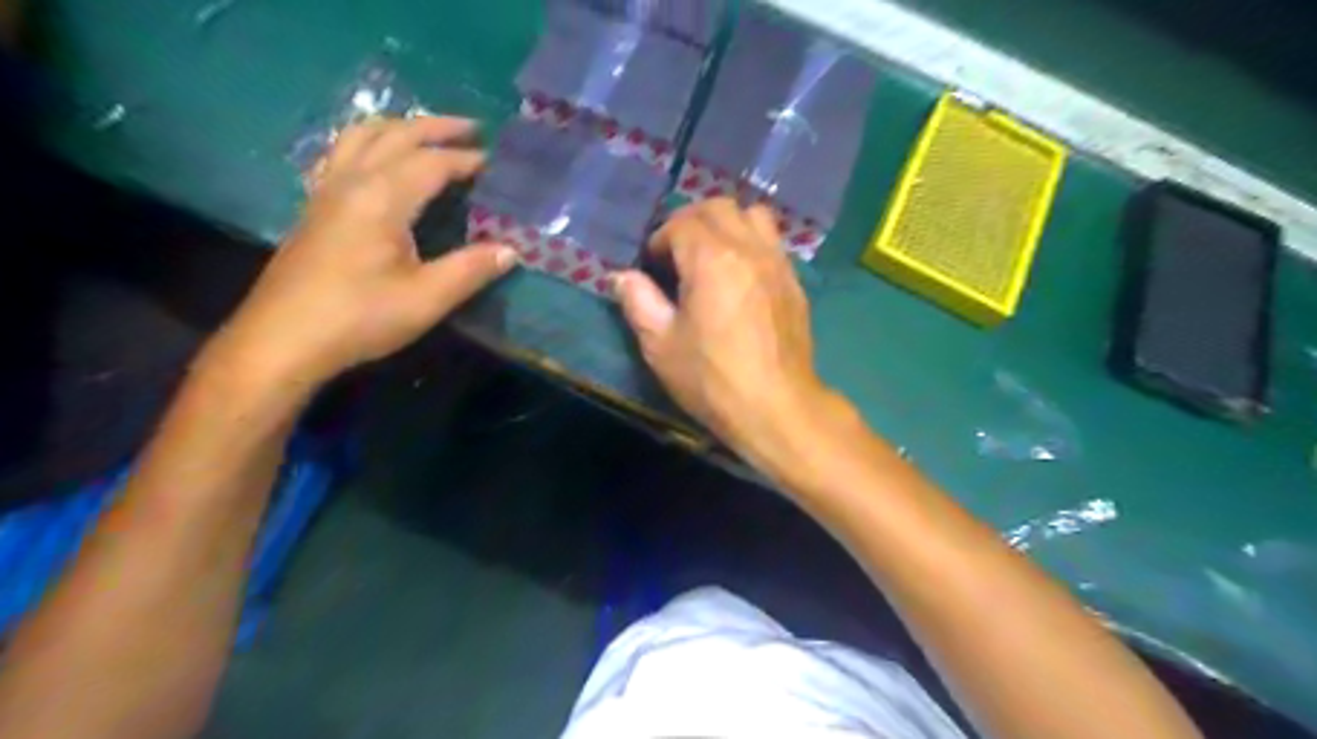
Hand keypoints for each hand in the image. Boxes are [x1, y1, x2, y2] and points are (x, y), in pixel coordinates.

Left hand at [206, 115, 513, 393]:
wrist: (282, 341)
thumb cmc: (359, 318)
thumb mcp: (426, 298)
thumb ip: (471, 269)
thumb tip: (511, 250)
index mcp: (382, 198)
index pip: (431, 162)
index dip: (466, 160)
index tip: (497, 163)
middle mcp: (351, 181)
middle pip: (395, 135)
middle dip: (435, 128)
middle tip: (471, 128)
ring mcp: (326, 192)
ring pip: (361, 137)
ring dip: (399, 127)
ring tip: (426, 134)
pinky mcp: (314, 208)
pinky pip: (341, 154)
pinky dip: (367, 143)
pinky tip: (374, 160)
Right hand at [613, 199, 835, 464]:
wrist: (777, 407)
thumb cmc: (712, 379)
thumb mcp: (661, 345)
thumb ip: (639, 302)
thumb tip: (621, 277)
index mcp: (712, 258)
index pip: (681, 223)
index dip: (660, 238)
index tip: (651, 265)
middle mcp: (749, 249)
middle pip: (719, 207)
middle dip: (691, 221)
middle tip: (676, 252)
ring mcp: (778, 263)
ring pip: (754, 216)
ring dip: (727, 224)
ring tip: (712, 255)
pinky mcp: (795, 283)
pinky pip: (773, 242)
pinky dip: (751, 243)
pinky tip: (740, 277)